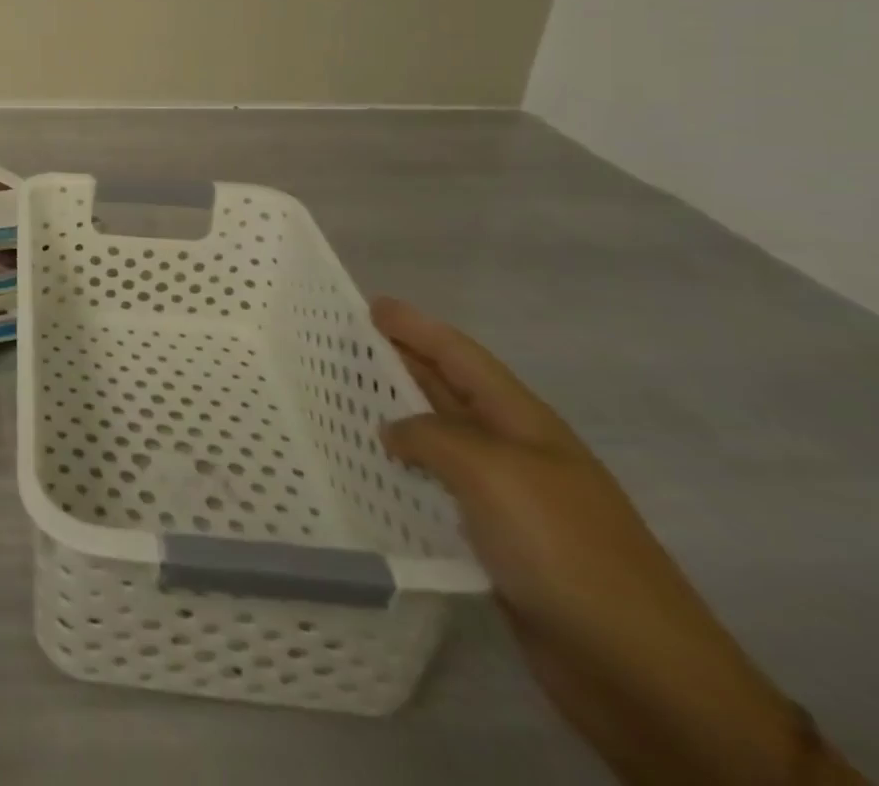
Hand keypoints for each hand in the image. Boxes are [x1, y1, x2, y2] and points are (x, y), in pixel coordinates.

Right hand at [372, 297, 856, 785]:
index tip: (368, 304)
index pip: (460, 356)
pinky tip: (366, 472)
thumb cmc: (566, 549)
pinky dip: (401, 474)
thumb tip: (392, 432)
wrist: (642, 673)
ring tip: (337, 402)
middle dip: (397, 363)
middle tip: (338, 346)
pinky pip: (437, 491)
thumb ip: (430, 436)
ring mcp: (508, 499)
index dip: (416, 327)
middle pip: (446, 391)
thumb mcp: (491, 472)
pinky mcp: (496, 543)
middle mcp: (514, 451)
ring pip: (437, 441)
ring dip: (392, 419)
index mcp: (523, 422)